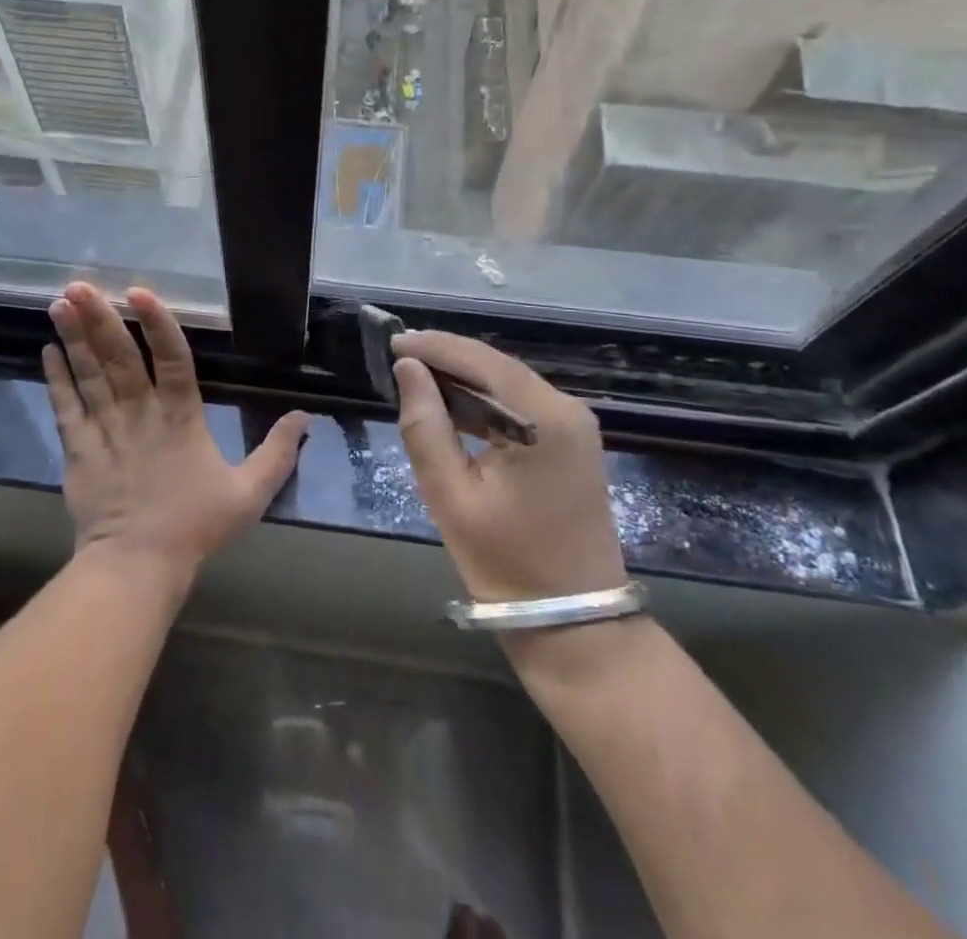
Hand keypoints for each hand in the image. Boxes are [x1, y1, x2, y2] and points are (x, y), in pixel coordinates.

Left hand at [44, 283, 307, 584]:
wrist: (137, 566)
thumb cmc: (195, 526)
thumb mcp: (250, 493)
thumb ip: (278, 453)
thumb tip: (305, 417)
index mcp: (181, 417)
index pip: (172, 359)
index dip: (157, 324)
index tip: (139, 292)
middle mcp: (140, 413)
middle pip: (119, 358)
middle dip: (100, 319)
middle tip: (80, 284)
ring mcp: (105, 429)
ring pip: (89, 374)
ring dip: (74, 337)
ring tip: (61, 302)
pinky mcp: (78, 450)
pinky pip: (66, 407)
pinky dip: (56, 378)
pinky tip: (48, 350)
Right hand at [391, 331, 625, 603]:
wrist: (576, 624)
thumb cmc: (507, 564)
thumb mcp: (451, 496)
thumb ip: (425, 425)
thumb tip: (408, 368)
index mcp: (544, 419)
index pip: (481, 361)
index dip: (434, 346)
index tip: (391, 341)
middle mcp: (567, 410)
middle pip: (497, 366)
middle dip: (447, 358)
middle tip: (397, 357)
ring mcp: (575, 425)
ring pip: (508, 382)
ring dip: (463, 378)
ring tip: (414, 377)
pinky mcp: (571, 442)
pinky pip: (520, 404)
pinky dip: (484, 400)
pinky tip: (452, 404)